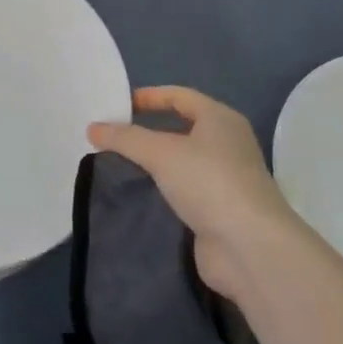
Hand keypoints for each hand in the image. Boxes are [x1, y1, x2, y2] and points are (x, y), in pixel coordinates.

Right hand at [87, 86, 299, 298]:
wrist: (250, 247)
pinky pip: (187, 187)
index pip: (180, 96)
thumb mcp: (161, 153)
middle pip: (183, 126)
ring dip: (156, 160)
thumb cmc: (209, 183)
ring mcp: (227, 177)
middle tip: (114, 134)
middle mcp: (228, 142)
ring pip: (184, 159)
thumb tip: (92, 127)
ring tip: (121, 162)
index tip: (118, 106)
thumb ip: (125, 138)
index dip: (149, 96)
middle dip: (149, 128)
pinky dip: (165, 186)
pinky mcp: (221, 208)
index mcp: (220, 118)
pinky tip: (143, 193)